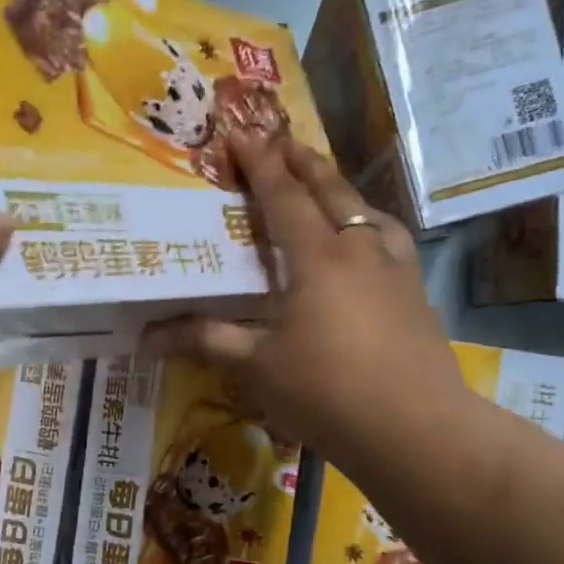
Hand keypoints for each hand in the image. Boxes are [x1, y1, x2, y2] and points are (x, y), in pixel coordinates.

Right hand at [147, 136, 466, 466]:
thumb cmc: (327, 391)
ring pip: (368, 212)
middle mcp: (361, 249)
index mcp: (318, 257)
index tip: (242, 134)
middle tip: (284, 140)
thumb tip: (147, 336)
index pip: (284, 196)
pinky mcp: (416, 294)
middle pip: (331, 192)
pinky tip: (368, 246)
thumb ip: (207, 341)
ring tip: (328, 188)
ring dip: (343, 191)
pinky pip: (389, 240)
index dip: (261, 163)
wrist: (416, 430)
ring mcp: (396, 269)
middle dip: (304, 162)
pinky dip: (370, 226)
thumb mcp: (258, 366)